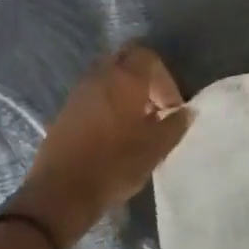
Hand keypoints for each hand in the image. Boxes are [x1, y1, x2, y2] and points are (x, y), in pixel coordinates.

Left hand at [4, 44, 192, 248]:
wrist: (61, 191)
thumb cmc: (114, 165)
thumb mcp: (154, 150)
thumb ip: (174, 126)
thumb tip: (187, 112)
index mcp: (124, 78)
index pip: (149, 57)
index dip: (165, 80)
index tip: (171, 109)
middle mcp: (101, 74)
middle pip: (127, 60)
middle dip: (145, 78)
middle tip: (155, 108)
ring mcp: (80, 89)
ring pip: (109, 75)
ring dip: (126, 90)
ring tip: (137, 123)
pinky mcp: (67, 107)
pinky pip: (95, 91)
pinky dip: (109, 101)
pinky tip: (115, 132)